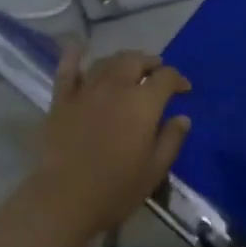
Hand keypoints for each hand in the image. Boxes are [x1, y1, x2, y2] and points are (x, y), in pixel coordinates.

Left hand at [32, 46, 190, 240]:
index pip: (166, 77)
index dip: (178, 79)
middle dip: (150, 63)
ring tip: (129, 69)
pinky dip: (74, 55)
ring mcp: (86, 91)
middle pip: (135, 60)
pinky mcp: (61, 100)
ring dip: (122, 61)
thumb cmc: (116, 189)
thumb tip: (182, 117)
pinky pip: (67, 70)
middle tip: (156, 73)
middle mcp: (116, 87)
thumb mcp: (155, 169)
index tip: (184, 90)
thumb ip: (172, 139)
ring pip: (107, 62)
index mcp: (143, 103)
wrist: (64, 199)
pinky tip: (79, 47)